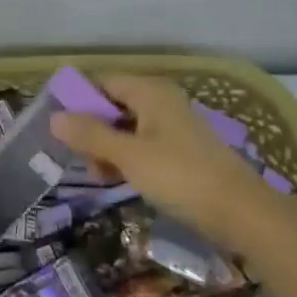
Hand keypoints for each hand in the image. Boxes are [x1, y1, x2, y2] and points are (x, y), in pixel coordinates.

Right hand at [51, 74, 264, 240]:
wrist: (242, 213)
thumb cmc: (181, 177)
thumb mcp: (129, 156)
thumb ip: (90, 135)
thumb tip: (54, 117)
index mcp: (150, 92)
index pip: (102, 82)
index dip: (78, 101)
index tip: (58, 128)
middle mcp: (161, 101)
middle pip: (114, 105)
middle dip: (92, 130)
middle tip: (79, 160)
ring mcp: (174, 127)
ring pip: (127, 128)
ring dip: (108, 149)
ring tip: (100, 177)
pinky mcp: (182, 151)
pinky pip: (144, 145)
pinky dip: (128, 159)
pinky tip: (121, 182)